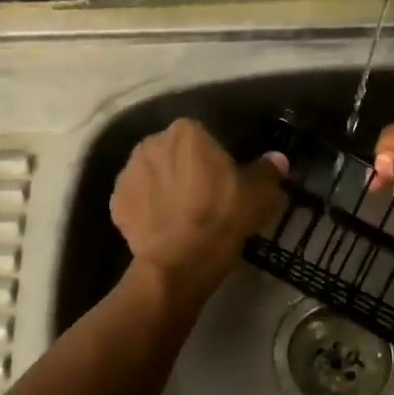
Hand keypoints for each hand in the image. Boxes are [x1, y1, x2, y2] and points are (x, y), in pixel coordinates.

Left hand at [110, 119, 286, 297]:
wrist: (180, 262)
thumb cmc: (222, 218)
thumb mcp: (258, 195)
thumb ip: (267, 171)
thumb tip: (278, 159)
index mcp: (186, 132)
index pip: (202, 136)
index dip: (213, 158)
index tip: (223, 181)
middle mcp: (151, 143)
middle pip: (173, 152)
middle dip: (184, 168)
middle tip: (204, 197)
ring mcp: (128, 172)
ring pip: (152, 174)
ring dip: (163, 187)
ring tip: (181, 215)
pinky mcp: (115, 202)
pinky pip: (136, 200)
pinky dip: (147, 209)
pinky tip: (163, 228)